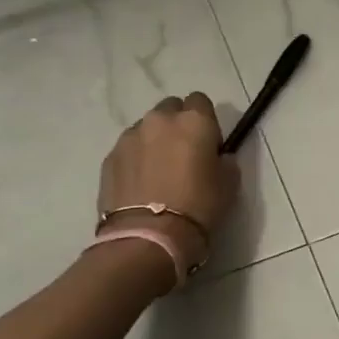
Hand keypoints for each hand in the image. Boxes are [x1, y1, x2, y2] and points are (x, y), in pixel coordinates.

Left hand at [97, 93, 239, 276]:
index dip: (206, 121)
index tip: (208, 145)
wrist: (148, 237)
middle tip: (183, 156)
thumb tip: (218, 157)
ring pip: (146, 128)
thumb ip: (225, 161)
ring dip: (154, 141)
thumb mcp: (230, 185)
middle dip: (177, 125)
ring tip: (158, 173)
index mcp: (194, 121)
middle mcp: (159, 120)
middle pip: (170, 108)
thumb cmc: (198, 209)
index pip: (201, 101)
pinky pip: (128, 149)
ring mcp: (130, 137)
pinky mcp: (109, 157)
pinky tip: (141, 185)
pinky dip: (135, 160)